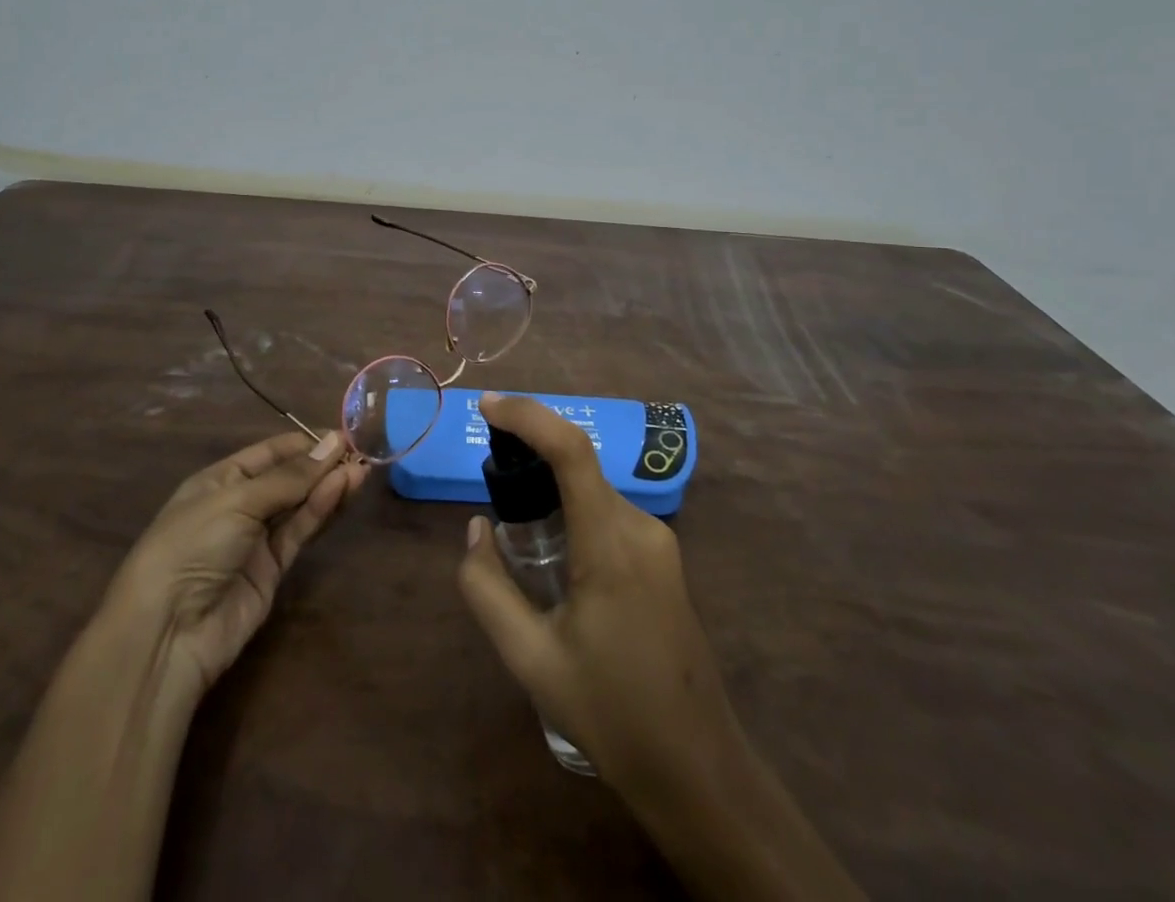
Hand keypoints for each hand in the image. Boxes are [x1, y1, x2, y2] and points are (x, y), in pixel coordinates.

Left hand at [0, 428, 364, 901]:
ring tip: (362, 469)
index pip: (268, 453)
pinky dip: (320, 511)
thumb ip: (290, 477)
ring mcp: (255, 539)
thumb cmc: (192, 545)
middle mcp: (239, 505)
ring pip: (299, 504)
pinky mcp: (272, 570)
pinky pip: (299, 532)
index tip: (342, 435)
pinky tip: (341, 491)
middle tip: (360, 452)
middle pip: (288, 477)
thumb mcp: (239, 501)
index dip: (304, 442)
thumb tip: (334, 444)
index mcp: (219, 480)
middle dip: (321, 464)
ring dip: (328, 486)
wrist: (167, 632)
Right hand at [455, 393, 730, 787]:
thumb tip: (476, 527)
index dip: (529, 416)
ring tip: (514, 527)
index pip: (572, 450)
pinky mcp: (663, 558)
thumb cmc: (611, 714)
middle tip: (488, 477)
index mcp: (610, 546)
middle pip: (579, 464)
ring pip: (592, 489)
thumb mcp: (530, 659)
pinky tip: (552, 555)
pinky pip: (607, 513)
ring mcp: (658, 542)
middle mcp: (640, 528)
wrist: (697, 769)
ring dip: (550, 486)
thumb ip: (488, 588)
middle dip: (530, 452)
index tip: (487, 406)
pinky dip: (572, 509)